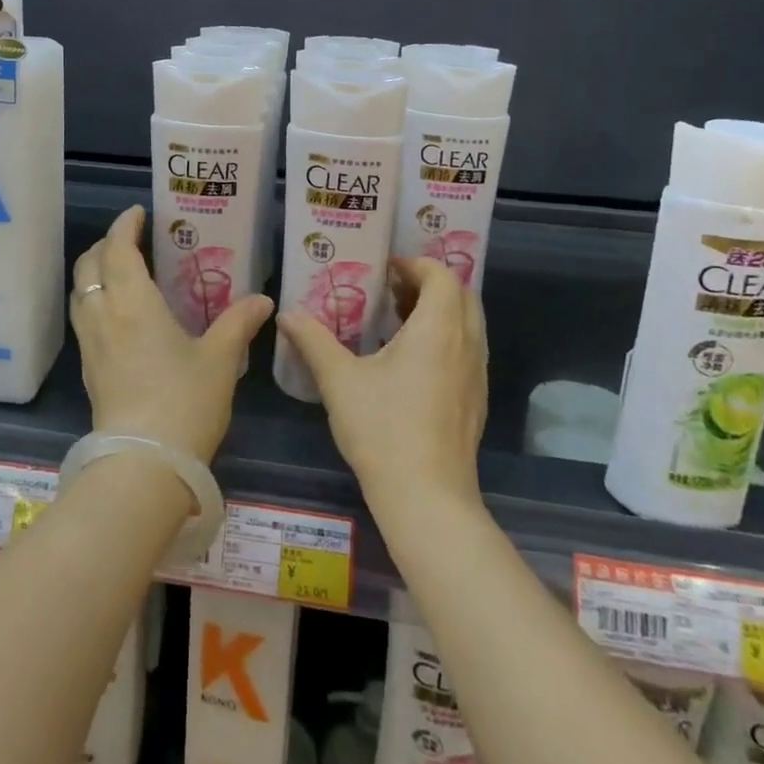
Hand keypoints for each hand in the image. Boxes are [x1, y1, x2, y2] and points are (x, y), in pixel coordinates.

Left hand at [71, 205, 271, 463]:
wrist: (143, 465)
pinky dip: (94, 301)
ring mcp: (91, 345)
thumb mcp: (220, 360)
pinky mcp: (88, 370)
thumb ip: (239, 323)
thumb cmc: (184, 402)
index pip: (117, 249)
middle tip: (131, 241)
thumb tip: (263, 300)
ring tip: (121, 273)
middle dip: (104, 245)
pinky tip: (118, 316)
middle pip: (88, 266)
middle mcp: (104, 316)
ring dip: (94, 273)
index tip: (137, 213)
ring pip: (80, 293)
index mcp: (133, 303)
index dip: (124, 226)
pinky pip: (83, 319)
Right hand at [278, 256, 486, 518]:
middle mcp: (466, 344)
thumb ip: (313, 340)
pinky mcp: (475, 399)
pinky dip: (445, 337)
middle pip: (462, 294)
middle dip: (429, 283)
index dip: (415, 264)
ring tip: (397, 320)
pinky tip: (409, 361)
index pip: (442, 275)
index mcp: (438, 330)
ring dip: (438, 310)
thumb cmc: (383, 430)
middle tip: (390, 289)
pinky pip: (467, 349)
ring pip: (467, 323)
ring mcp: (476, 374)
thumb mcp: (339, 380)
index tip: (383, 270)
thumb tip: (287, 314)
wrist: (427, 499)